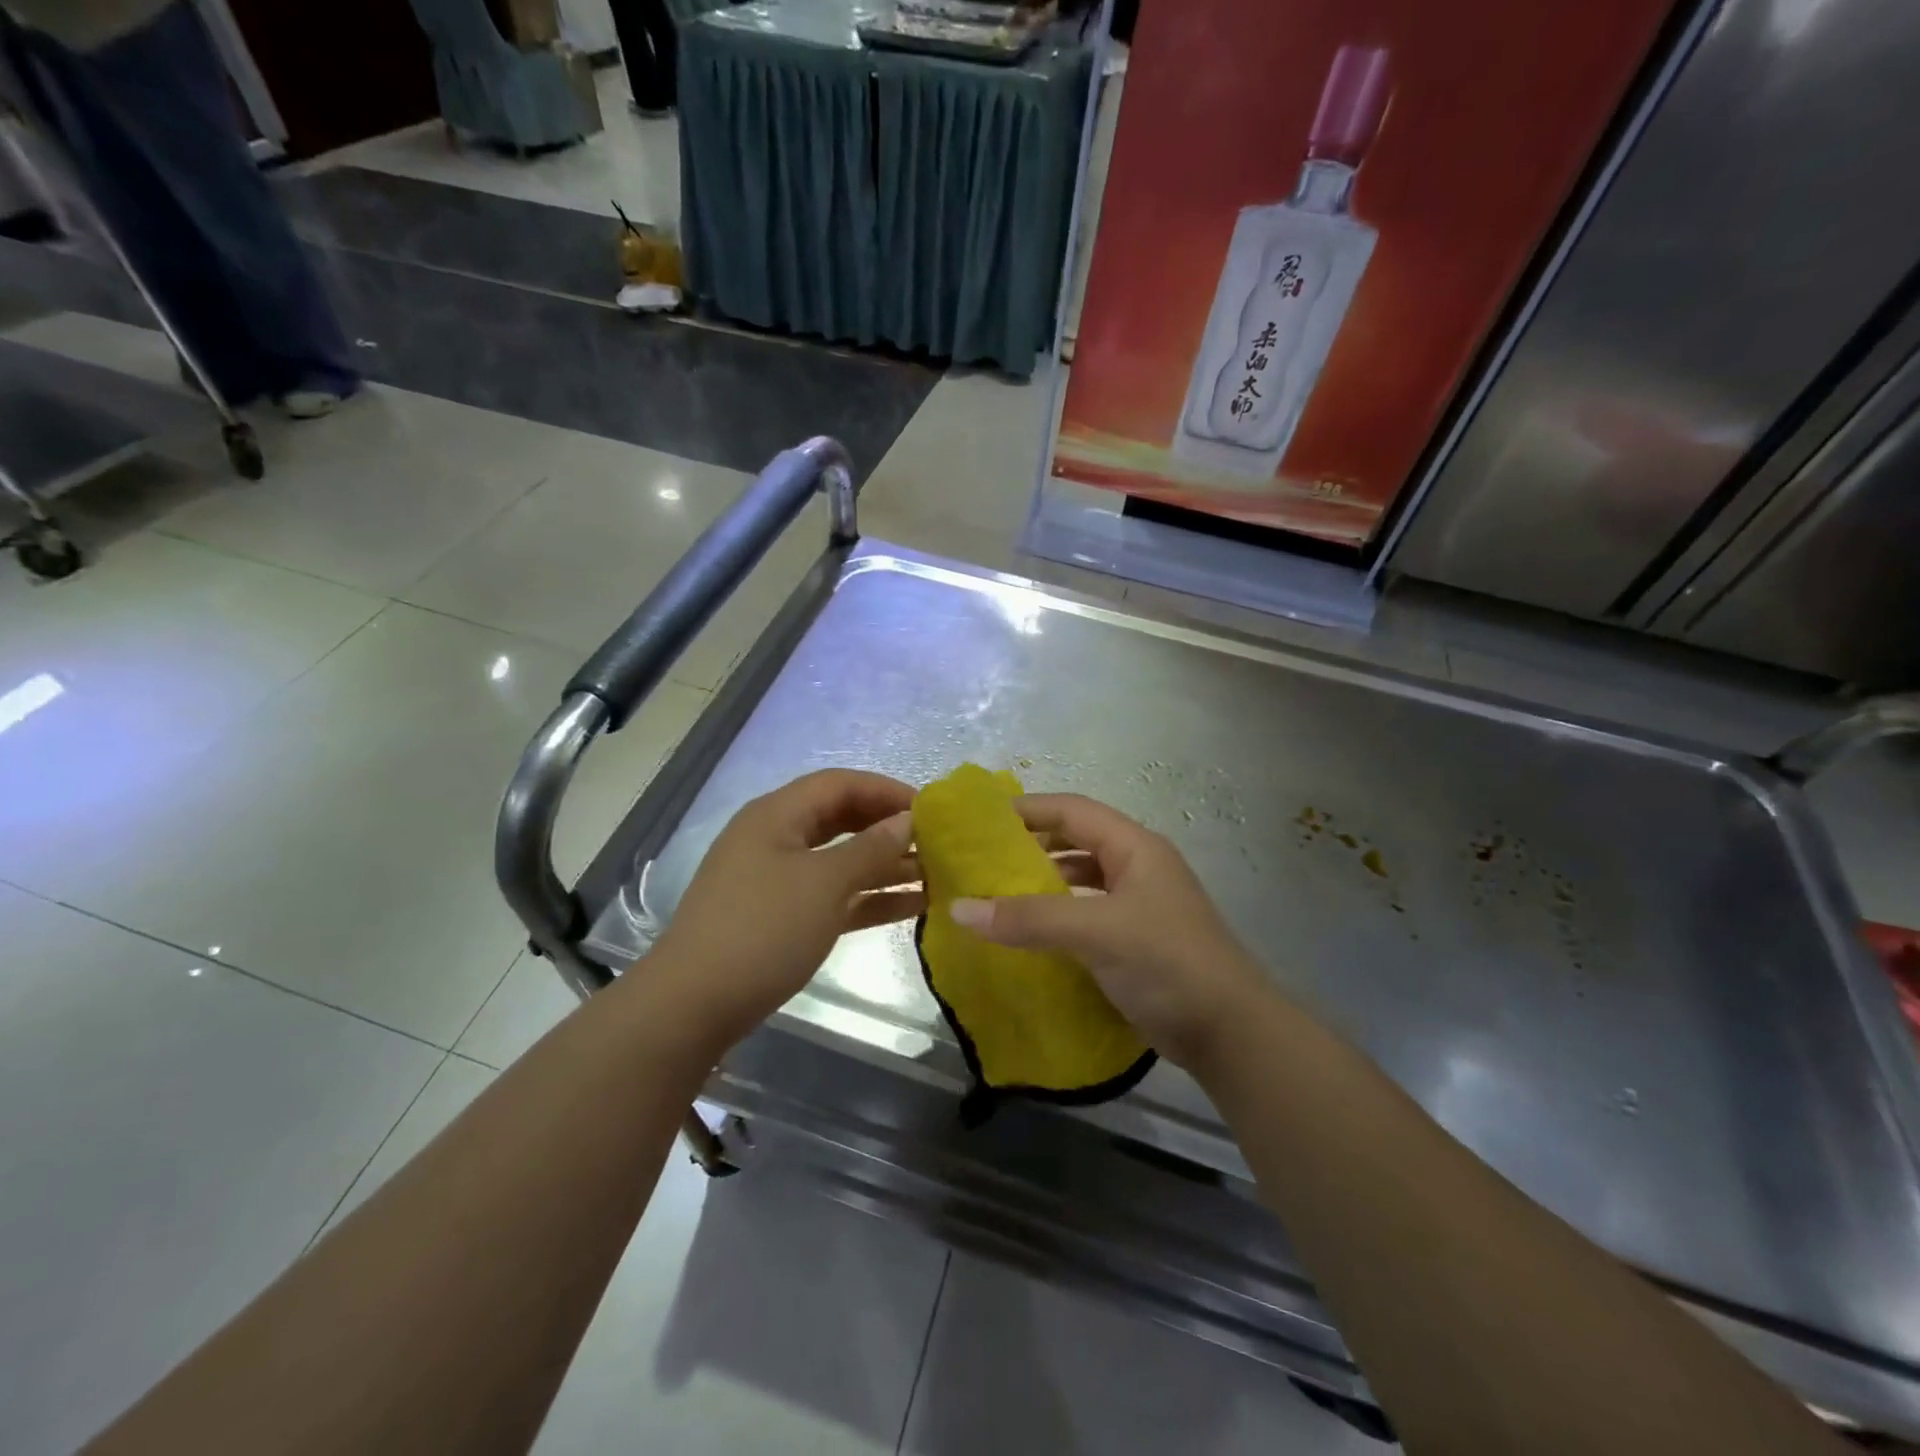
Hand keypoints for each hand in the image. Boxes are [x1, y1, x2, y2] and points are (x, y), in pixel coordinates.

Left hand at [650, 769, 921, 1047]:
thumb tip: (906, 821)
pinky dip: (867, 897)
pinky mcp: (781, 917)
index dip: (886, 790)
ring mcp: (777, 879)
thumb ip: (870, 849)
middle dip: (887, 827)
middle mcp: (776, 838)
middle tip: (935, 841)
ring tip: (935, 873)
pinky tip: (911, 906)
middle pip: (840, 819)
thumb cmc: (763, 930)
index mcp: (777, 815)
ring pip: (840, 859)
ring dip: (884, 865)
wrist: (693, 1006)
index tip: (931, 809)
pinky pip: (833, 894)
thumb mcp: (824, 884)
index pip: (839, 784)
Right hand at [948, 794, 1272, 1068]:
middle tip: (984, 858)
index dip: (1029, 809)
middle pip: (1077, 841)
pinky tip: (1031, 933)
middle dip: (1032, 845)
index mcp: (1135, 847)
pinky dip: (1058, 915)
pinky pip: (1087, 913)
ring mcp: (1140, 904)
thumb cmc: (1167, 963)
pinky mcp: (1137, 939)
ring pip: (1082, 879)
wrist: (1230, 1033)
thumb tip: (959, 909)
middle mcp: (1138, 867)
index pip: (1073, 810)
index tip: (983, 820)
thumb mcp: (1096, 933)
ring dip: (1044, 882)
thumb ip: (1030, 919)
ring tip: (999, 893)